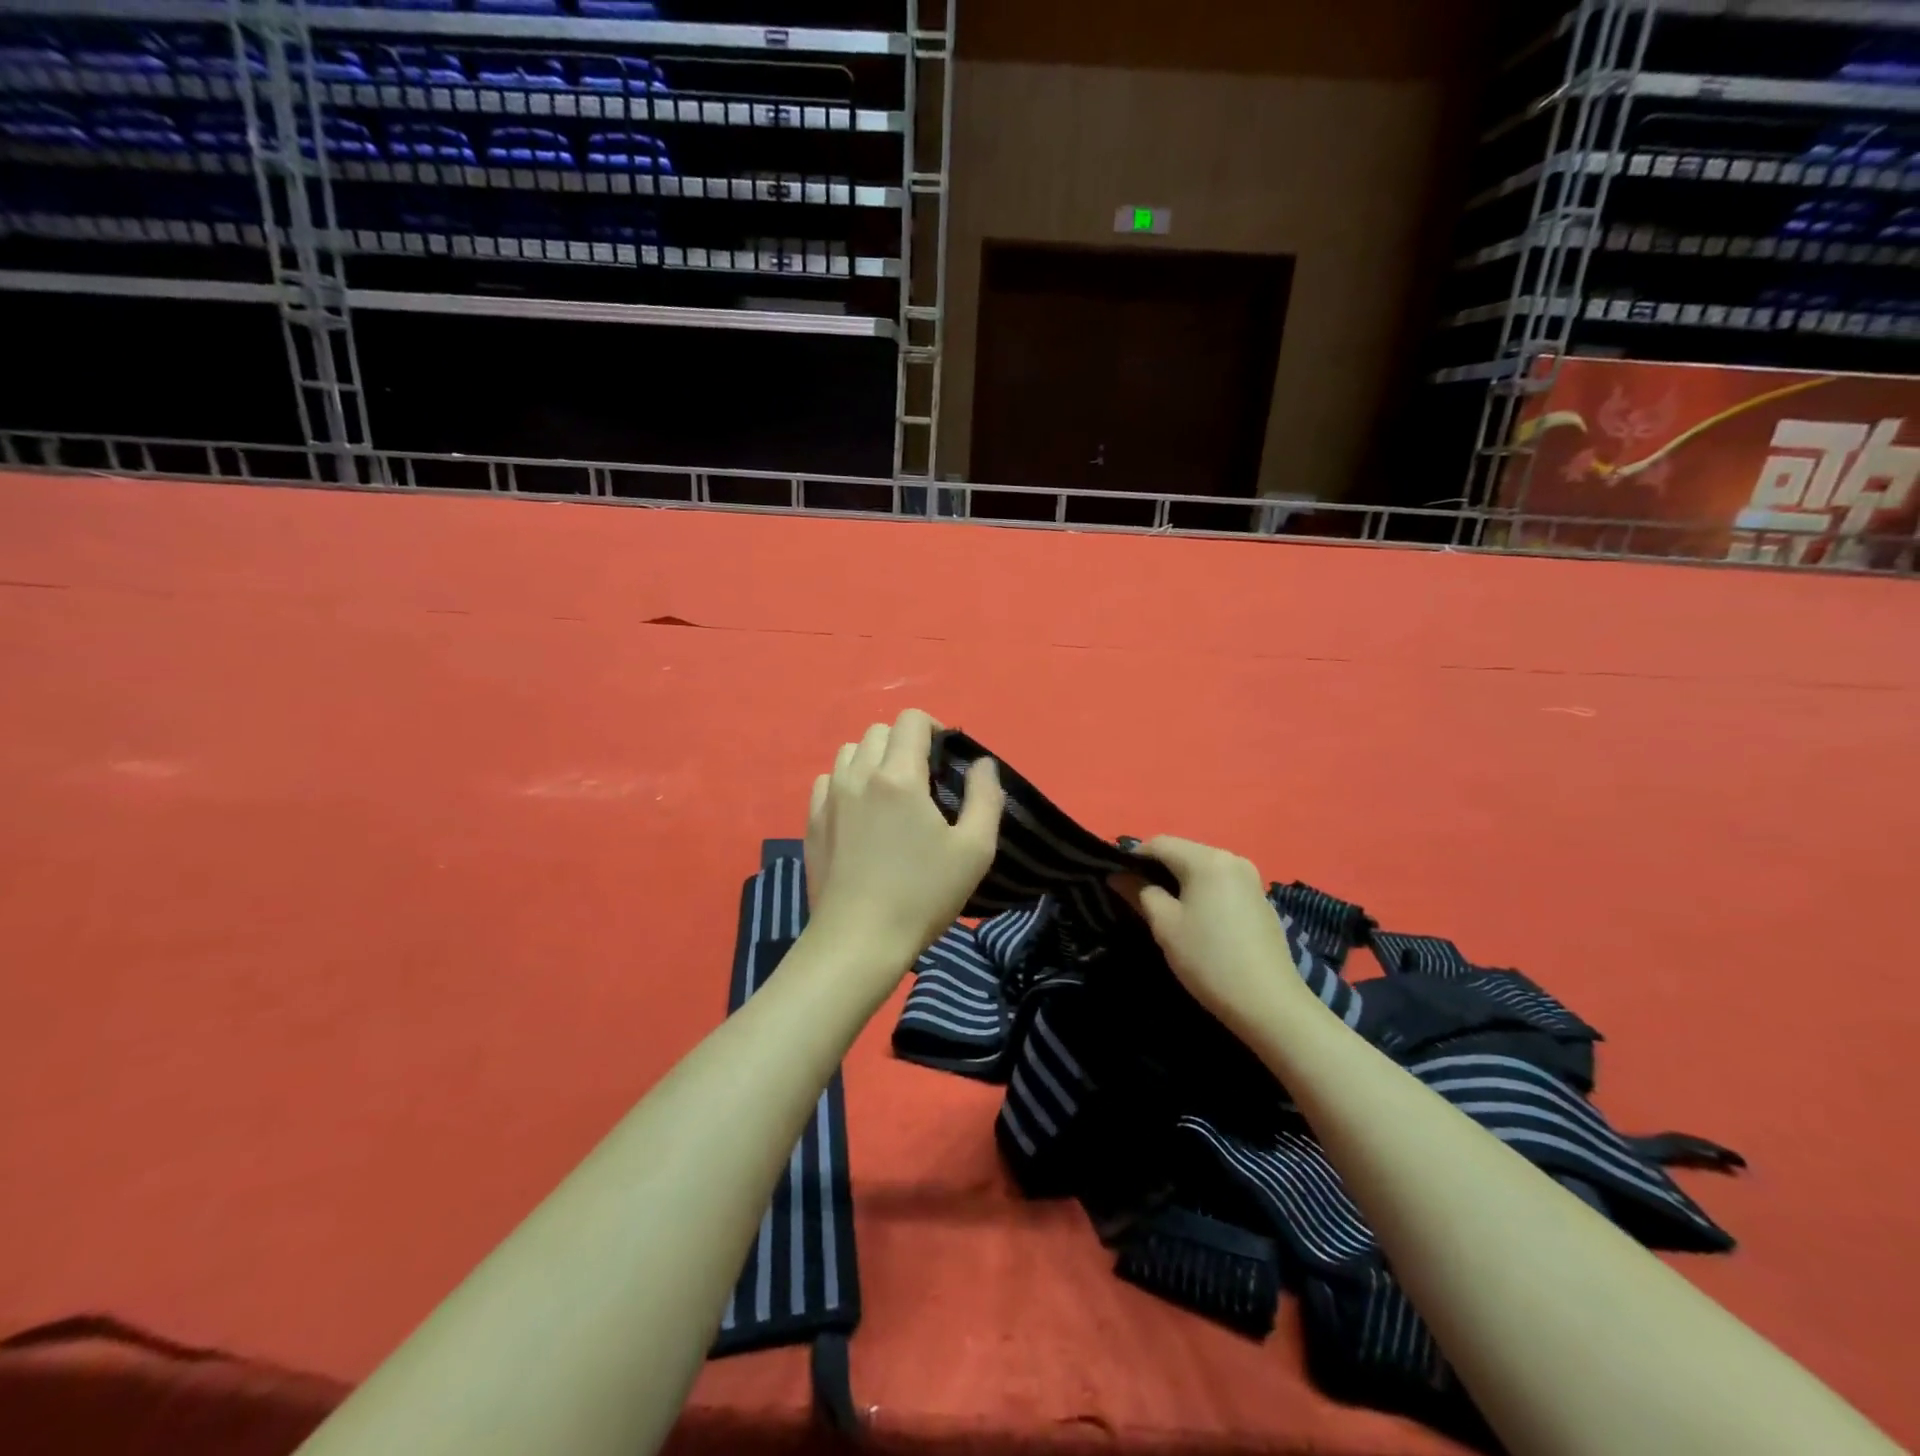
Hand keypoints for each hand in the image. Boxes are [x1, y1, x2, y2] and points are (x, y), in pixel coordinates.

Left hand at [804, 709, 1003, 970]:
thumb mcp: (975, 850)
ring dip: (874, 759)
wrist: (858, 940)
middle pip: (880, 731)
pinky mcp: (811, 821)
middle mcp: (858, 775)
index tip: (946, 758)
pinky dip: (847, 782)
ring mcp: (829, 798)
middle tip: (924, 780)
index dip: (934, 728)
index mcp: (898, 776)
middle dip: (905, 744)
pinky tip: (860, 813)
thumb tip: (982, 764)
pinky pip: (828, 780)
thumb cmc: (922, 895)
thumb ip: (986, 797)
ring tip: (891, 794)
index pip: (911, 720)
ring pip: (850, 752)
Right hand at [1112, 837, 1303, 1033]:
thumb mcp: (1165, 925)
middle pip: (1183, 852)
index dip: (1132, 857)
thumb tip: (1118, 875)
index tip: (1116, 879)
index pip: (1159, 843)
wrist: (1270, 1005)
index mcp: (1207, 859)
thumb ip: (1139, 892)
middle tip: (1135, 896)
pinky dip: (1202, 892)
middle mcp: (1232, 859)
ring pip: (1202, 869)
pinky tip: (1196, 919)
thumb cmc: (1209, 960)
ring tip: (1163, 909)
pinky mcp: (1261, 901)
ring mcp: (1251, 880)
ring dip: (1179, 881)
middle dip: (1157, 869)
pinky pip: (1221, 884)